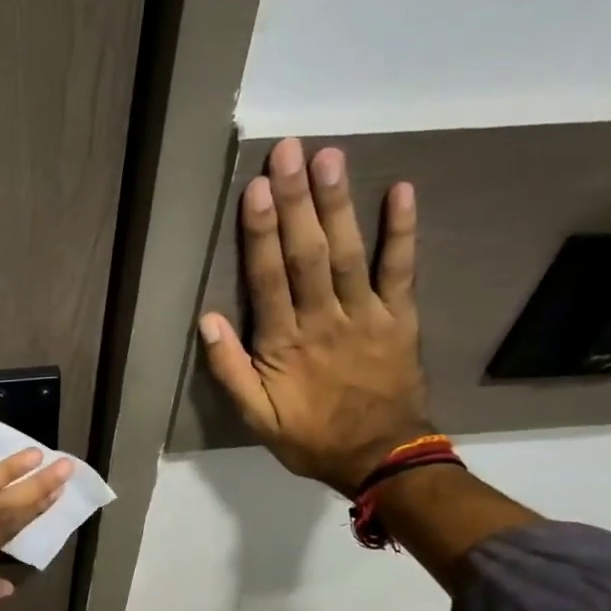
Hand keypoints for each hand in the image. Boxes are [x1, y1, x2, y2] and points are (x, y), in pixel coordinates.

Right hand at [197, 138, 430, 493]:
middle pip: (307, 254)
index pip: (269, 279)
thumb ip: (231, 370)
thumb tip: (207, 320)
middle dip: (296, 202)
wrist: (380, 458)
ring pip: (350, 253)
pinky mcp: (400, 318)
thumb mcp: (256, 418)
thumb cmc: (310, 438)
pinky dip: (403, 231)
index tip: (255, 189)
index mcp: (284, 344)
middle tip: (290, 151)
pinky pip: (402, 270)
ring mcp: (367, 316)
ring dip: (339, 205)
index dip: (261, 233)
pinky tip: (400, 190)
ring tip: (331, 157)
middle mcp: (324, 321)